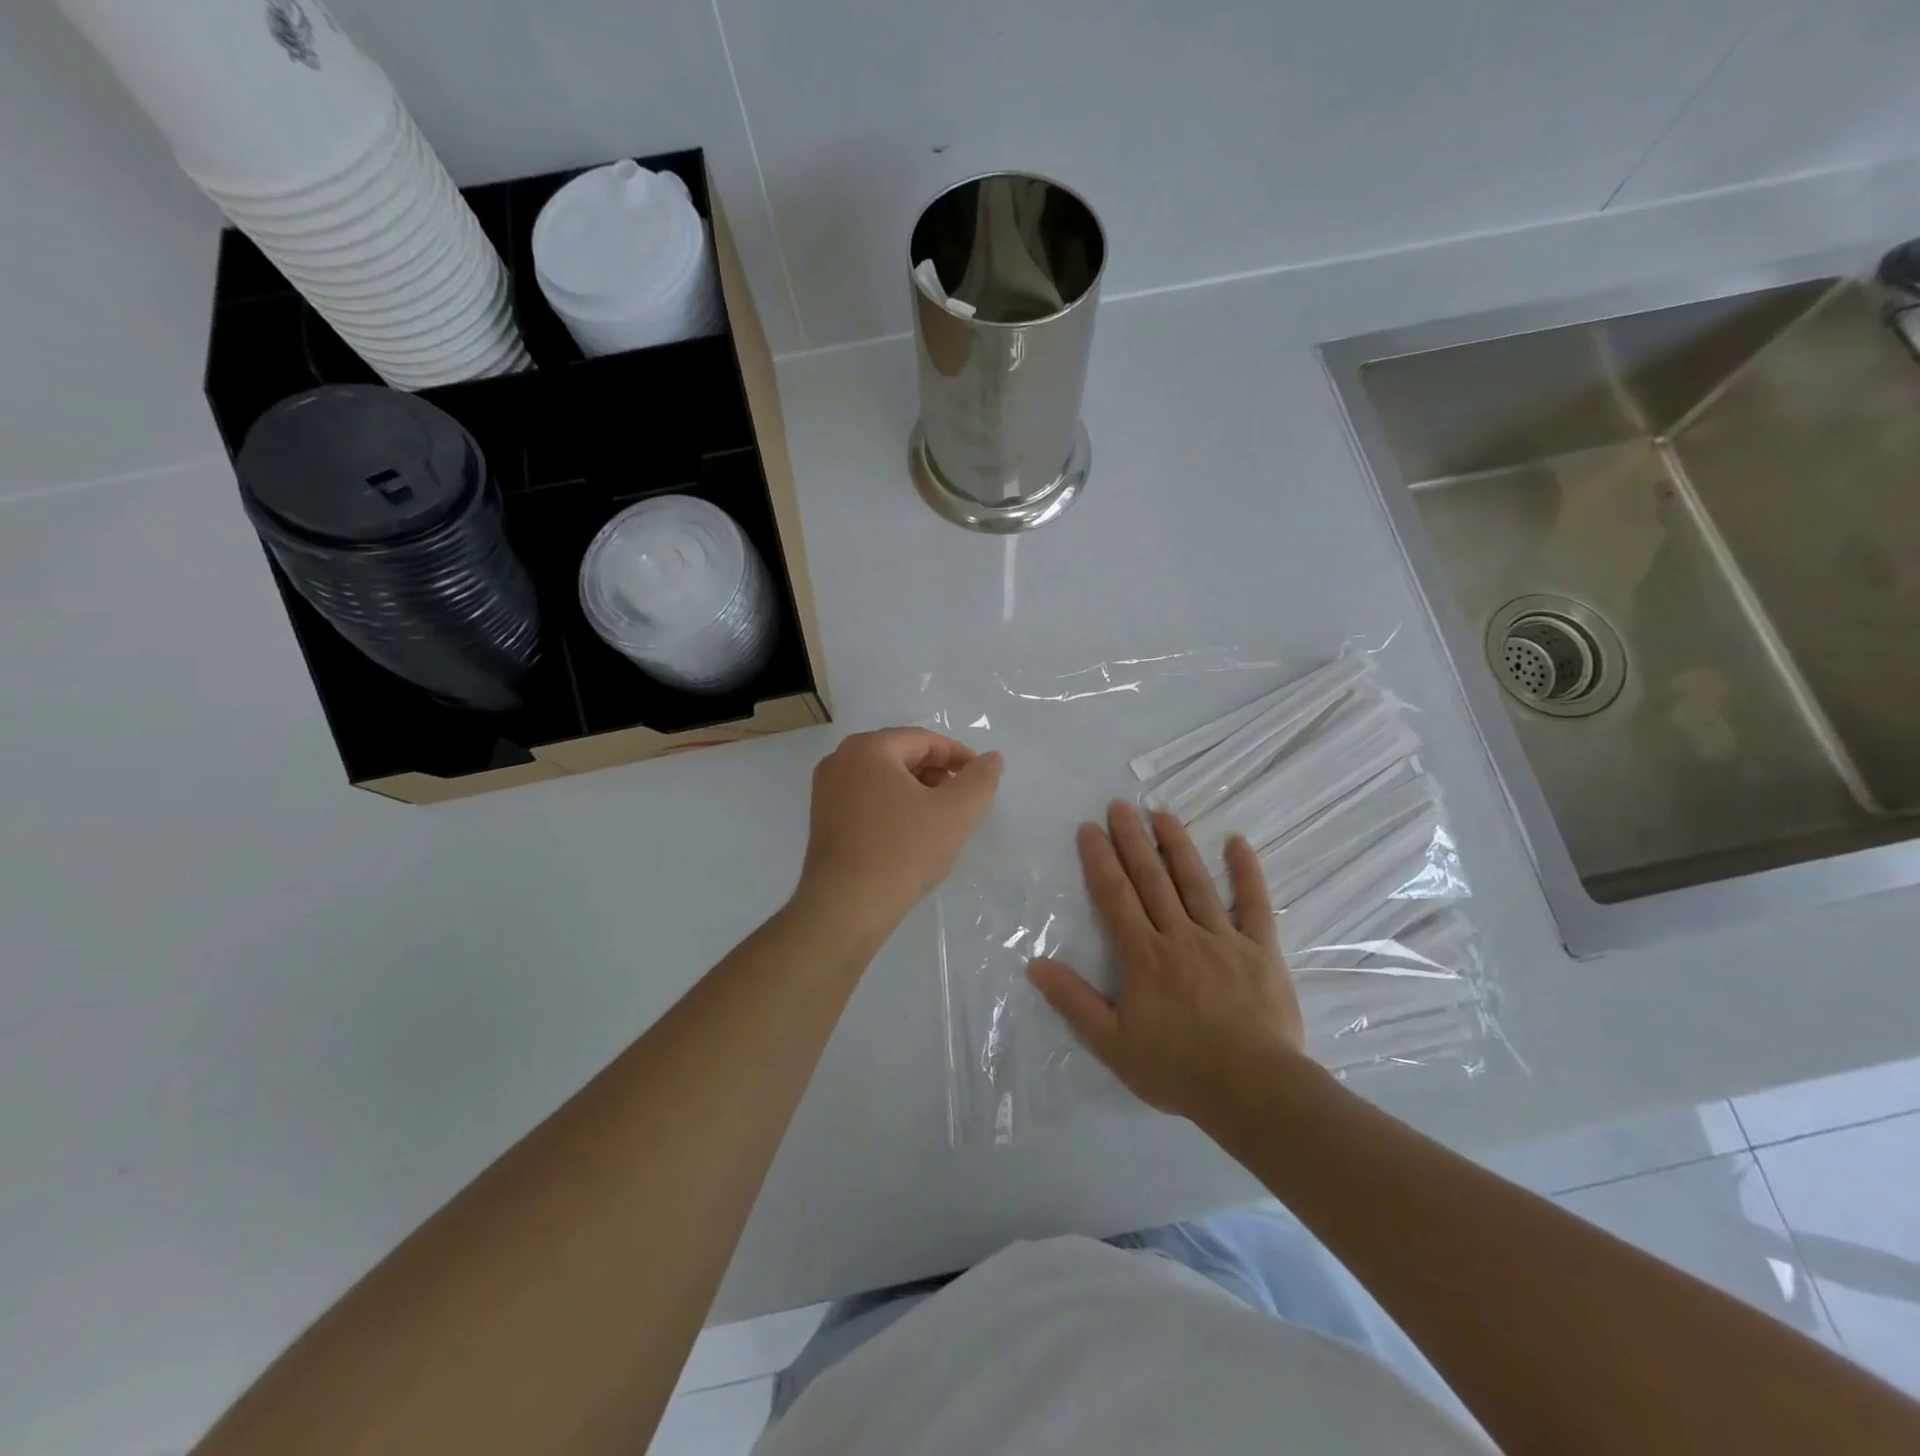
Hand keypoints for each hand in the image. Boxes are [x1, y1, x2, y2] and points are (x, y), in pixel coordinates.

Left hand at [795, 728, 1003, 937]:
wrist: (846, 906)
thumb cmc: (903, 851)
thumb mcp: (956, 813)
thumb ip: (980, 779)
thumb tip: (992, 758)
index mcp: (869, 748)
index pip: (925, 740)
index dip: (959, 756)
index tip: (982, 779)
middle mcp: (840, 760)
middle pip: (902, 755)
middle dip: (937, 773)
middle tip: (963, 800)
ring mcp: (826, 790)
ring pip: (883, 778)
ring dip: (916, 790)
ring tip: (940, 819)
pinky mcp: (822, 818)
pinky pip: (866, 798)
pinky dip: (893, 806)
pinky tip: (910, 833)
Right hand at [1028, 802, 1306, 1122]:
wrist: (1253, 1091)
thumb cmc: (1178, 1069)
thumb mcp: (1113, 1044)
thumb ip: (1074, 1002)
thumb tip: (1035, 964)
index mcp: (1143, 956)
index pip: (1116, 897)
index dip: (1100, 860)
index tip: (1089, 828)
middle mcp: (1180, 935)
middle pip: (1152, 878)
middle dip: (1133, 839)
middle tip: (1120, 805)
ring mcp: (1223, 938)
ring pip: (1195, 881)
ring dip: (1177, 844)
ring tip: (1161, 813)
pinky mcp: (1260, 949)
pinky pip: (1254, 904)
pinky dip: (1246, 872)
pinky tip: (1237, 841)